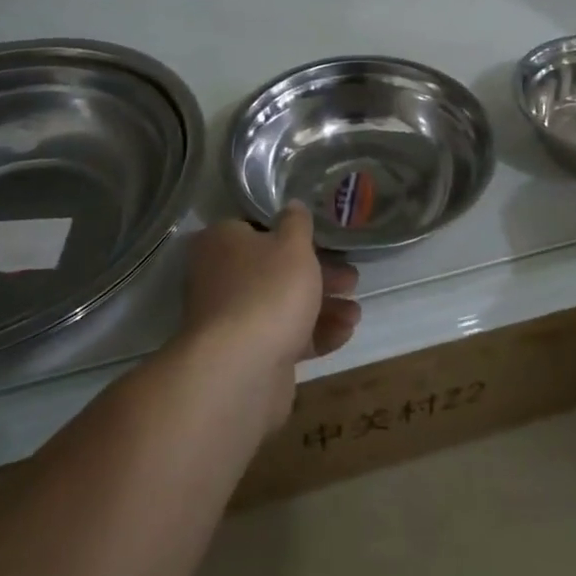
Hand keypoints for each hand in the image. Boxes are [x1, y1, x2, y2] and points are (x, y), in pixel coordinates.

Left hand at [180, 204, 360, 432]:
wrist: (241, 370)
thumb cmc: (268, 290)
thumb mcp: (292, 245)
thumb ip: (296, 223)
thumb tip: (292, 206)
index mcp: (221, 243)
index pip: (256, 229)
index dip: (291, 235)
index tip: (324, 242)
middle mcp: (220, 278)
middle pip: (274, 270)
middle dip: (318, 275)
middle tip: (351, 279)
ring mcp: (231, 320)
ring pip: (282, 306)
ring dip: (323, 307)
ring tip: (356, 312)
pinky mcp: (247, 355)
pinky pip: (284, 337)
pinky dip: (314, 334)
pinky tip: (345, 333)